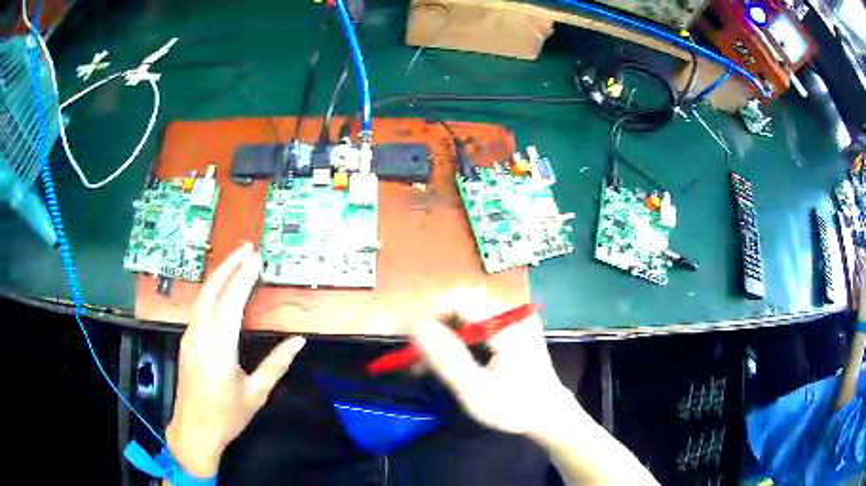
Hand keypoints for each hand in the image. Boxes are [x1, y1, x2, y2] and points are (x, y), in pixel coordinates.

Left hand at [166, 243, 305, 477]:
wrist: (194, 430)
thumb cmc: (227, 416)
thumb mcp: (256, 393)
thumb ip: (276, 364)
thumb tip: (299, 340)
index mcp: (219, 348)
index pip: (231, 303)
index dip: (244, 278)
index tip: (258, 259)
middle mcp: (200, 335)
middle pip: (212, 290)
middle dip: (228, 265)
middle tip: (247, 247)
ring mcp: (190, 337)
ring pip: (202, 297)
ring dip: (219, 275)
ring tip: (237, 261)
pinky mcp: (187, 341)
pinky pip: (199, 307)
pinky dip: (213, 291)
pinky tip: (223, 289)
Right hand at [410, 291, 578, 438]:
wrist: (548, 415)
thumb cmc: (514, 406)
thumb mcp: (476, 390)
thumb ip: (447, 358)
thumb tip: (416, 326)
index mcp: (507, 322)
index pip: (459, 299)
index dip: (427, 313)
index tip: (405, 338)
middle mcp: (510, 312)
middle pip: (460, 305)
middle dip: (432, 327)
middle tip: (412, 354)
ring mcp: (511, 319)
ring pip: (463, 315)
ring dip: (440, 335)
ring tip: (421, 363)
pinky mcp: (508, 329)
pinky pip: (473, 325)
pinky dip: (454, 341)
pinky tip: (442, 361)